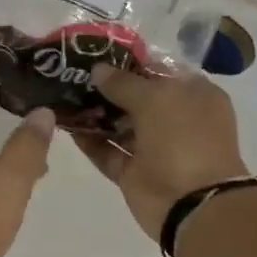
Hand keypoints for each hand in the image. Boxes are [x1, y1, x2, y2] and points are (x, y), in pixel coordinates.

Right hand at [77, 65, 250, 242]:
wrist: (192, 203)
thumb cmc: (184, 139)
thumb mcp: (157, 99)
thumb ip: (123, 83)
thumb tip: (97, 70)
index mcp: (193, 94)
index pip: (158, 69)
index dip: (129, 61)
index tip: (95, 53)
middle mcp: (174, 118)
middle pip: (135, 97)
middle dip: (106, 87)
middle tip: (71, 74)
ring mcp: (153, 148)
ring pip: (118, 125)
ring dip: (94, 113)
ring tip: (63, 96)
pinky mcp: (133, 172)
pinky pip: (107, 152)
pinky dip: (90, 141)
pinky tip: (66, 125)